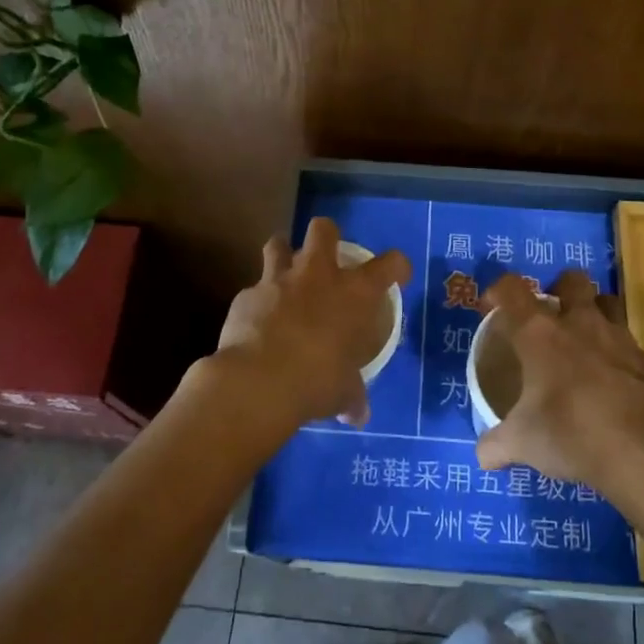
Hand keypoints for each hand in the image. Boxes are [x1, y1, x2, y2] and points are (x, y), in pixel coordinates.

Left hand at [204, 217, 410, 438]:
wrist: (258, 382)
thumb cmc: (316, 382)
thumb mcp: (342, 392)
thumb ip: (351, 395)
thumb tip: (358, 414)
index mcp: (354, 293)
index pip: (390, 264)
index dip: (397, 265)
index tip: (398, 274)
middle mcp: (317, 275)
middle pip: (323, 229)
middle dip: (326, 235)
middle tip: (326, 256)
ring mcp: (277, 280)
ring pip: (278, 243)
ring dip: (283, 254)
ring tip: (284, 273)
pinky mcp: (245, 295)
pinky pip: (253, 289)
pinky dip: (257, 300)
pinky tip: (257, 320)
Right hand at [476, 269, 643, 490]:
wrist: (639, 449)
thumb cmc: (569, 432)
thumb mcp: (522, 443)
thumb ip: (496, 445)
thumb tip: (482, 456)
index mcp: (539, 333)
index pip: (512, 290)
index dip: (499, 291)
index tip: (492, 307)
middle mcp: (578, 323)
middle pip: (571, 280)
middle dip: (560, 288)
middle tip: (550, 315)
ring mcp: (616, 337)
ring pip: (607, 302)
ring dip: (594, 311)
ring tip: (583, 338)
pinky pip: (627, 341)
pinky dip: (617, 351)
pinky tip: (610, 377)